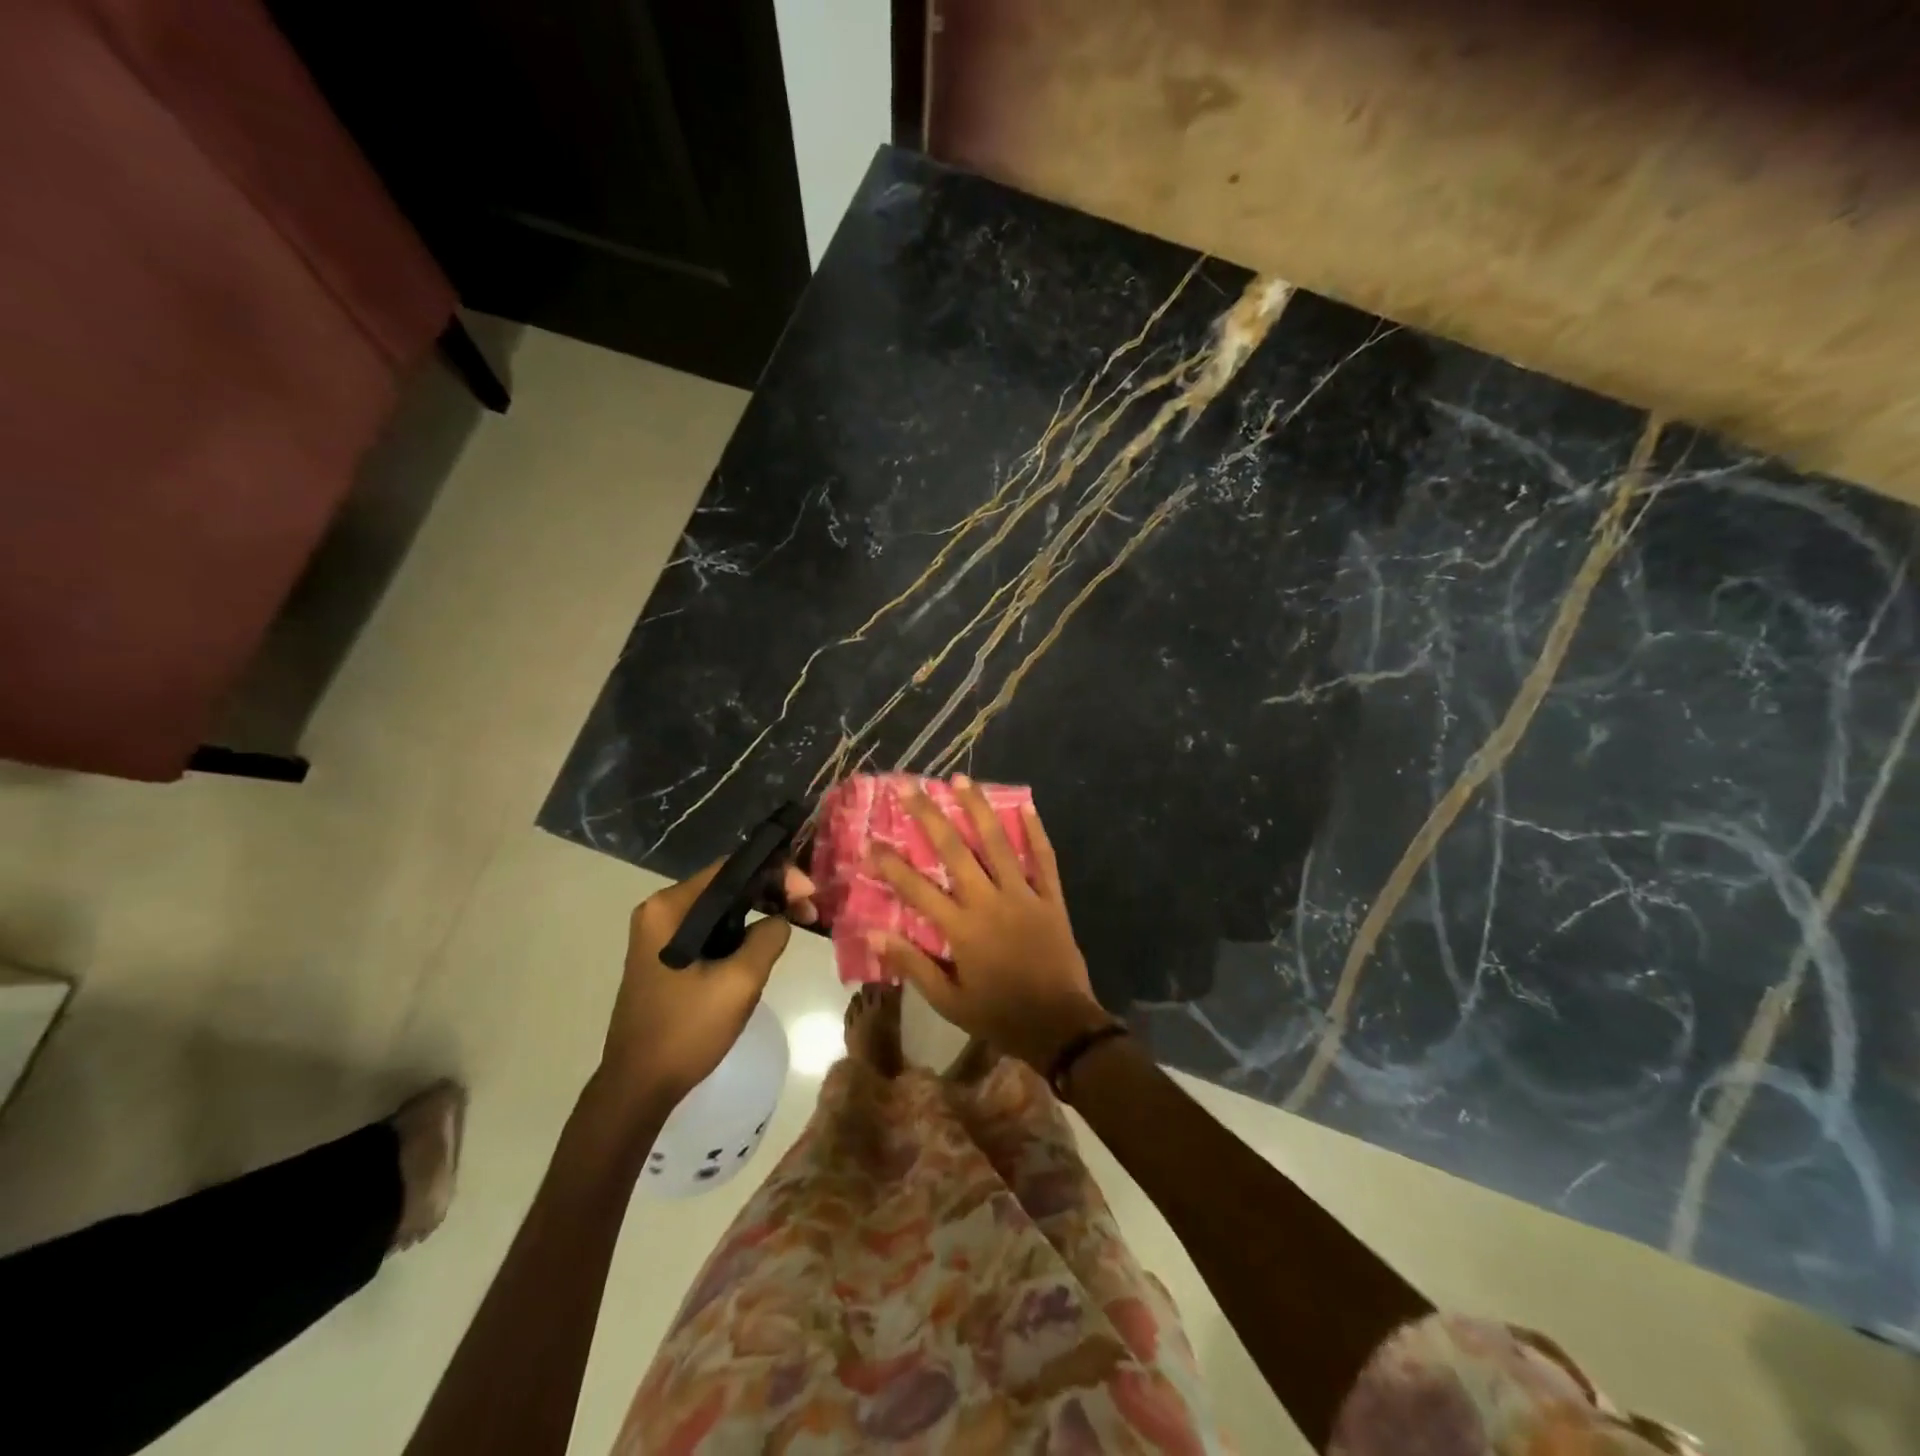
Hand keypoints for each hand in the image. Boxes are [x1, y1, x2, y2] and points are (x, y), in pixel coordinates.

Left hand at [600, 860, 815, 1108]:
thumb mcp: (740, 982)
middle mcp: (660, 911)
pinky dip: (739, 933)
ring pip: (721, 910)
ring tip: (794, 925)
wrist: (637, 1088)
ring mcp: (659, 934)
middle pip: (726, 886)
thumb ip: (768, 937)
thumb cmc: (686, 1031)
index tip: (808, 894)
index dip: (775, 873)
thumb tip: (781, 919)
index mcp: (669, 908)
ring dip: (757, 914)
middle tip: (808, 912)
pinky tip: (762, 947)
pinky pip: (709, 931)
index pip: (731, 869)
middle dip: (770, 893)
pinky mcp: (664, 956)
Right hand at [870, 778, 1114, 1069]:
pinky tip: (1026, 805)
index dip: (891, 864)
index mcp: (962, 929)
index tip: (870, 840)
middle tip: (911, 786)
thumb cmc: (999, 1015)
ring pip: (998, 843)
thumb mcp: (949, 1001)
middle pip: (955, 851)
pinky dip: (1035, 832)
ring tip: (961, 779)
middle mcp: (989, 902)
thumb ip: (913, 964)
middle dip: (929, 816)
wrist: (1060, 1027)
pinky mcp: (1051, 898)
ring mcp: (1023, 895)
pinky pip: (1044, 859)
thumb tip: (873, 933)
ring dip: (978, 809)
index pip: (917, 889)